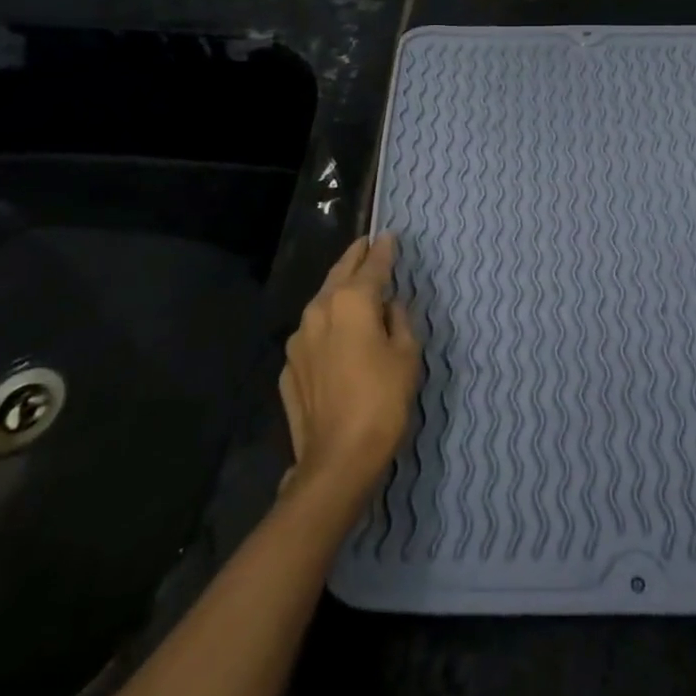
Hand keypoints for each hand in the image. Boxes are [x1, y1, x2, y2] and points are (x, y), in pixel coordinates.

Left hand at [278, 234, 419, 513]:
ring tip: (353, 286)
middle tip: (366, 245)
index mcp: (351, 301)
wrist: (337, 460)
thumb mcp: (406, 356)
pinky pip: (312, 335)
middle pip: (339, 274)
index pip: (371, 265)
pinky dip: (327, 327)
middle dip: (354, 258)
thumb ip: (398, 321)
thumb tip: (389, 306)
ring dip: (338, 291)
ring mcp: (298, 339)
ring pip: (321, 303)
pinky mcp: (288, 366)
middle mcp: (319, 310)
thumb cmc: (383, 401)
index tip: (389, 236)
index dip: (383, 250)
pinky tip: (337, 337)